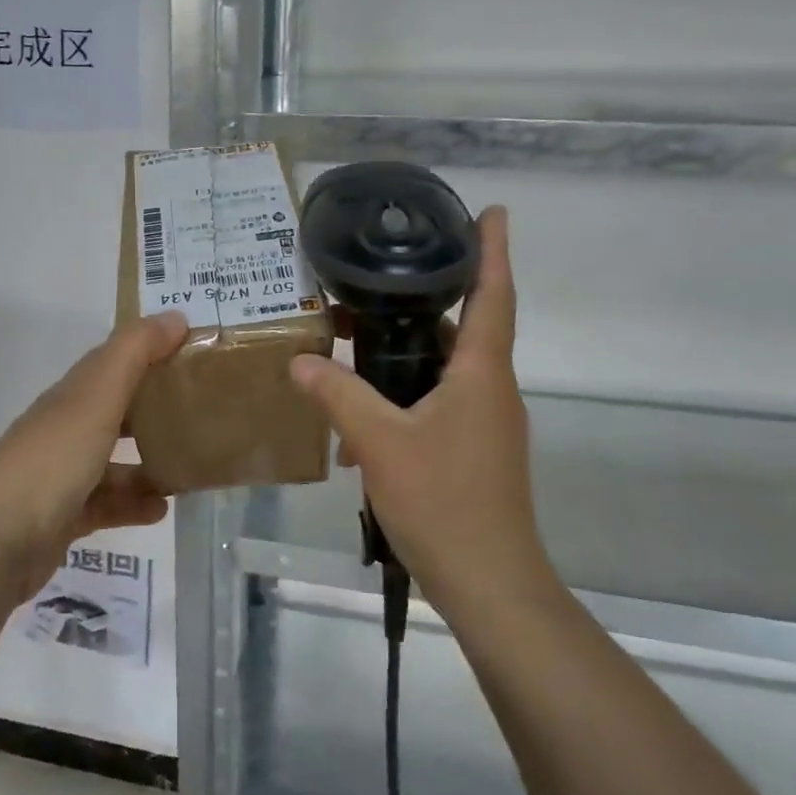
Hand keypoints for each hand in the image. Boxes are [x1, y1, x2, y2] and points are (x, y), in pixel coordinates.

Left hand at [0, 311, 189, 598]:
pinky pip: (107, 503)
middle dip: (154, 407)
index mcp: (71, 395)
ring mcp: (61, 474)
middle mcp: (64, 428)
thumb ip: (135, 353)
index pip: (113, 362)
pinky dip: (134, 503)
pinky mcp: (63, 516)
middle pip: (115, 409)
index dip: (149, 351)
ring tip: (190, 464)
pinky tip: (162, 508)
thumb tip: (176, 316)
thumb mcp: (97, 397)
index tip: (193, 353)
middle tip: (201, 410)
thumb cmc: (52, 461)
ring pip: (113, 460)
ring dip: (149, 461)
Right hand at [289, 208, 554, 608]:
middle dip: (424, 300)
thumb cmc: (444, 502)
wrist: (490, 584)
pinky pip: (436, 403)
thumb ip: (338, 395)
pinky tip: (359, 416)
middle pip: (463, 327)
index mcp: (481, 374)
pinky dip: (403, 395)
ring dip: (405, 353)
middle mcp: (490, 390)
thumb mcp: (380, 443)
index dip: (494, 250)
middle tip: (375, 280)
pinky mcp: (472, 449)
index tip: (492, 211)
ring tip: (353, 340)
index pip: (494, 295)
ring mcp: (484, 423)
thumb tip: (301, 360)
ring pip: (445, 368)